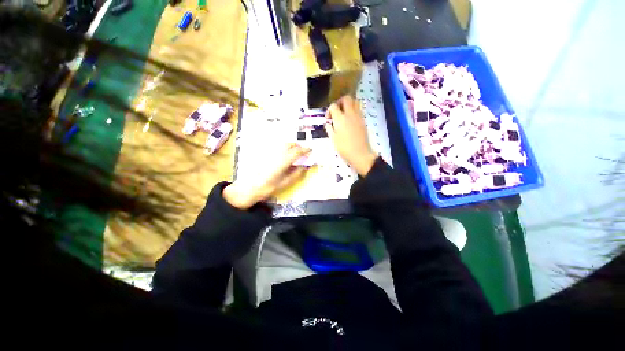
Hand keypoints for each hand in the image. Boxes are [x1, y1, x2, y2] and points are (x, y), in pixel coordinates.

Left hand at [223, 144, 309, 209]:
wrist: (248, 188)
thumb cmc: (267, 187)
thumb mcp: (285, 183)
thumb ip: (296, 174)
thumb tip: (304, 168)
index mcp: (284, 160)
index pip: (297, 151)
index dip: (305, 150)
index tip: (310, 150)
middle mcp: (277, 154)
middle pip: (289, 144)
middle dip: (297, 146)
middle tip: (302, 152)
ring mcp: (270, 153)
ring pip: (282, 145)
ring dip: (290, 146)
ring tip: (293, 153)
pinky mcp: (264, 155)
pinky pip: (276, 148)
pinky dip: (282, 149)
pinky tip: (282, 156)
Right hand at [325, 96, 377, 175]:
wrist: (360, 154)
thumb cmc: (344, 148)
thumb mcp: (333, 139)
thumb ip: (329, 128)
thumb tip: (328, 123)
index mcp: (340, 119)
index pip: (333, 106)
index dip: (329, 110)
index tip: (328, 119)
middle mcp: (350, 114)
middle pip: (346, 98)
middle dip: (339, 102)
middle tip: (337, 111)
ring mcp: (358, 116)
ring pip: (355, 101)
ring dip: (348, 104)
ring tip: (344, 113)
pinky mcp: (363, 120)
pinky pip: (359, 109)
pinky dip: (354, 110)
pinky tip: (350, 119)